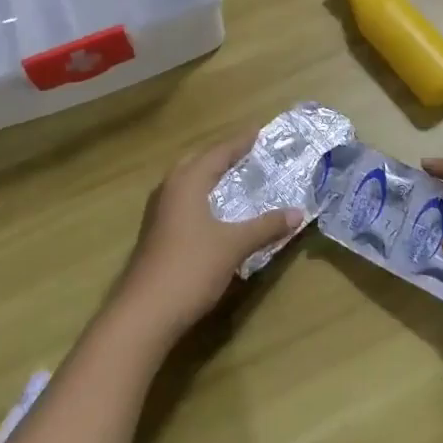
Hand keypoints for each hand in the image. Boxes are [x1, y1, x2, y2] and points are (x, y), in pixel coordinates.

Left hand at [113, 131, 303, 337]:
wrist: (145, 312)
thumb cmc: (191, 268)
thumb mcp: (234, 245)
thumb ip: (266, 226)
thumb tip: (298, 212)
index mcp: (187, 182)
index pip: (218, 152)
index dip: (240, 142)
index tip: (258, 130)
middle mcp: (169, 189)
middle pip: (197, 161)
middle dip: (222, 154)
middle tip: (246, 150)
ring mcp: (158, 212)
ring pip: (186, 181)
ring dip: (209, 175)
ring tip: (231, 175)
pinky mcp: (156, 233)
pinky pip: (182, 200)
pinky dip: (201, 195)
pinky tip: (213, 210)